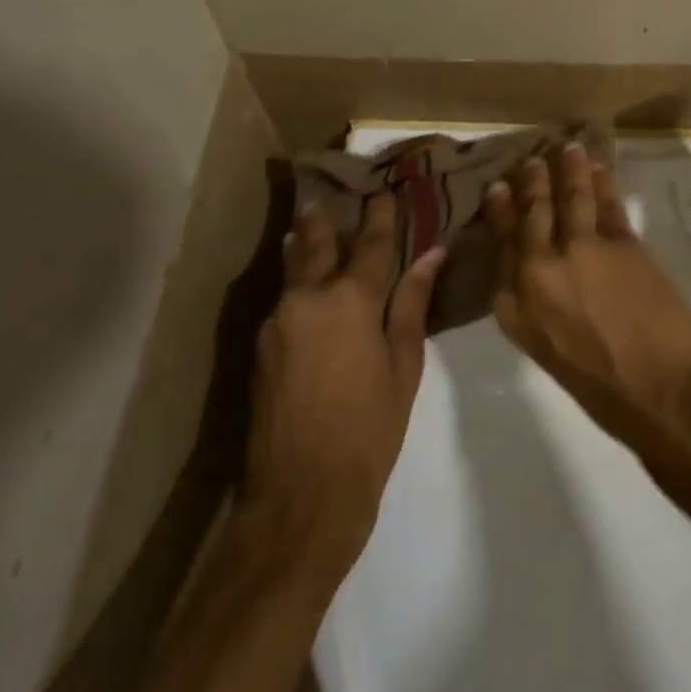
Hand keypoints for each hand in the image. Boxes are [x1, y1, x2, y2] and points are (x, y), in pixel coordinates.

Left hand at [240, 193, 442, 578]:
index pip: (370, 245)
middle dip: (322, 221)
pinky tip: (300, 287)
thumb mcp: (403, 366)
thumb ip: (413, 304)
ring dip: (301, 248)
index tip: (384, 194)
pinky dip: (294, 285)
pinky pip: (283, 301)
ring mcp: (277, 321)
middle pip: (315, 246)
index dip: (380, 218)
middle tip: (323, 198)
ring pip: (292, 271)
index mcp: (351, 300)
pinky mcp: (259, 346)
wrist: (300, 497)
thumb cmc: (369, 431)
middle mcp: (308, 298)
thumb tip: (431, 255)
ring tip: (305, 228)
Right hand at [485, 143, 690, 449]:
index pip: (501, 248)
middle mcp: (538, 272)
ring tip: (566, 148)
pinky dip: (603, 182)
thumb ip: (541, 312)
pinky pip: (606, 203)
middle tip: (530, 160)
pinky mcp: (619, 242)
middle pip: (531, 215)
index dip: (500, 213)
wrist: (669, 395)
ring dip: (567, 169)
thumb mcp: (554, 356)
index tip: (498, 189)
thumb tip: (547, 282)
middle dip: (530, 183)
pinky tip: (600, 169)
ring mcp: (579, 251)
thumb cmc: (609, 395)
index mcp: (516, 309)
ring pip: (568, 198)